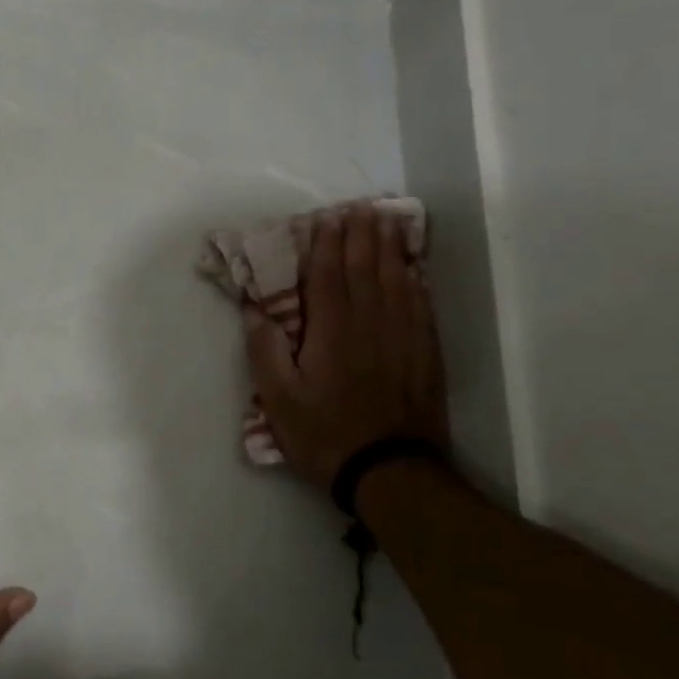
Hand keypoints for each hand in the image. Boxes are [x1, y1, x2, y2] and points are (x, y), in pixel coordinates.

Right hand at [242, 204, 448, 489]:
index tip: (328, 218)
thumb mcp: (278, 400)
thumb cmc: (324, 434)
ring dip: (390, 248)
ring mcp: (402, 337)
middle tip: (361, 207)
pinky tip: (414, 269)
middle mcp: (370, 324)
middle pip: (366, 269)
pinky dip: (416, 280)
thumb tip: (254, 310)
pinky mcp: (424, 354)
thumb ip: (265, 350)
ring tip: (388, 222)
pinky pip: (421, 305)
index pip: (328, 276)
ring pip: (397, 280)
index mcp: (332, 331)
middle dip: (362, 235)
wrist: (389, 471)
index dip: (327, 245)